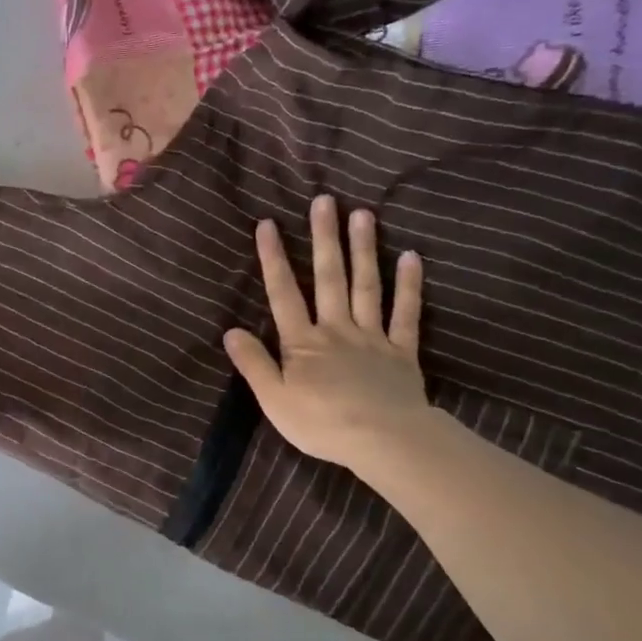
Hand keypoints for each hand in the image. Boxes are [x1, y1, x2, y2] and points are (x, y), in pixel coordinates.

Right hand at [224, 194, 429, 473]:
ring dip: (364, 250)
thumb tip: (230, 331)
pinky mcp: (402, 352)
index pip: (284, 294)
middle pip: (329, 278)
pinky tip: (411, 257)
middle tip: (325, 201)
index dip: (273, 259)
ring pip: (366, 287)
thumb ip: (254, 364)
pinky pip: (406, 314)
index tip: (268, 224)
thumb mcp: (274, 399)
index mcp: (303, 343)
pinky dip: (409, 286)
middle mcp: (336, 329)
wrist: (382, 440)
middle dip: (325, 239)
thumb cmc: (321, 423)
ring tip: (363, 214)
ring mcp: (372, 337)